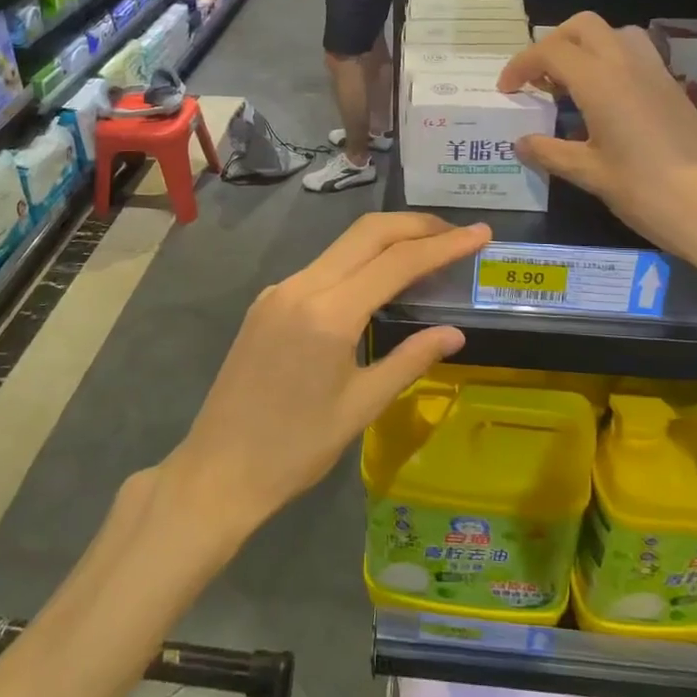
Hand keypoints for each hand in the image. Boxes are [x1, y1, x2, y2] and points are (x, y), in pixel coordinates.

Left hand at [168, 213, 490, 533]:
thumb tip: (454, 333)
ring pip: (342, 245)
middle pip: (367, 233)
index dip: (444, 244)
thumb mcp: (361, 407)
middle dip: (416, 225)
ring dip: (387, 240)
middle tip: (457, 233)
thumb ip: (410, 361)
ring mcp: (279, 290)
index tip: (480, 234)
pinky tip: (378, 280)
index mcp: (328, 313)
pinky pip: (322, 267)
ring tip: (427, 252)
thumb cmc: (294, 449)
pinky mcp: (267, 302)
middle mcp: (301, 287)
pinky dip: (359, 261)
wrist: (217, 472)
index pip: (397, 261)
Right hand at [498, 14, 696, 307]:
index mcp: (600, 80)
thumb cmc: (646, 190)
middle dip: (553, 45)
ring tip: (569, 86)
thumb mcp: (590, 173)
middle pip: (583, 26)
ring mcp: (655, 72)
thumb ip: (550, 152)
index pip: (551, 52)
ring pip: (613, 34)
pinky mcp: (672, 88)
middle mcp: (627, 63)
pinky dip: (608, 63)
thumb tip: (521, 143)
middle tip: (538, 80)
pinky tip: (602, 104)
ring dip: (584, 48)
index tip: (507, 91)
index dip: (521, 66)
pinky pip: (633, 55)